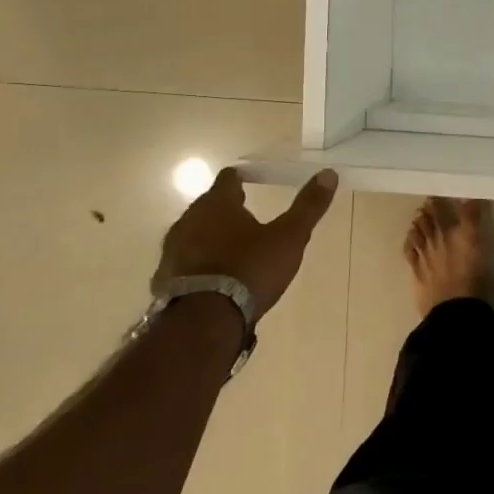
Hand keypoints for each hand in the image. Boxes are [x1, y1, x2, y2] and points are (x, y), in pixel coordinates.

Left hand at [151, 167, 338, 321]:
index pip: (227, 180)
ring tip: (232, 247)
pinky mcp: (164, 278)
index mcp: (217, 204)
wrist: (204, 321)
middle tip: (247, 215)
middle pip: (208, 205)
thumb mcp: (290, 237)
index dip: (240, 179)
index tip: (250, 181)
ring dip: (210, 235)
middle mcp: (189, 220)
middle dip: (226, 208)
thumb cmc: (250, 270)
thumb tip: (328, 173)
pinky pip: (185, 261)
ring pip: (194, 233)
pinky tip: (213, 275)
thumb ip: (308, 206)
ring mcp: (172, 250)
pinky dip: (199, 262)